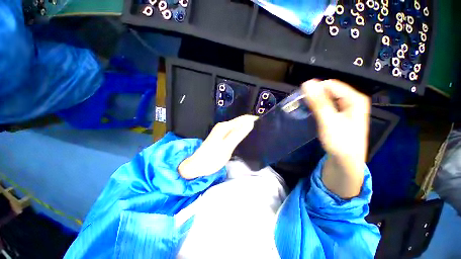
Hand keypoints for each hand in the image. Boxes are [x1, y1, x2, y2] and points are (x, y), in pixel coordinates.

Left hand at [178, 115, 257, 179]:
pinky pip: (235, 131)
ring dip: (247, 127)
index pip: (243, 119)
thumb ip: (238, 134)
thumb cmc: (212, 158)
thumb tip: (250, 122)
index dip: (254, 119)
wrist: (197, 165)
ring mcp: (222, 131)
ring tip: (257, 133)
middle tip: (263, 129)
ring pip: (238, 126)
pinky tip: (246, 137)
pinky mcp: (222, 137)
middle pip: (240, 121)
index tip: (265, 123)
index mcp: (225, 126)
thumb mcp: (227, 146)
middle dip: (251, 123)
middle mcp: (223, 126)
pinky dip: (242, 132)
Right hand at [302, 79, 370, 198]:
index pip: (330, 85)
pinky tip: (313, 113)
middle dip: (315, 96)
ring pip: (327, 97)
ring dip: (315, 102)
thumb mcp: (328, 121)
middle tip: (304, 106)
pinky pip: (327, 104)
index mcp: (355, 98)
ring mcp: (347, 107)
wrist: (346, 160)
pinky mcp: (340, 114)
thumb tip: (307, 83)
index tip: (302, 99)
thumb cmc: (340, 142)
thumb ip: (318, 102)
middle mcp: (352, 99)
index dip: (315, 90)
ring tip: (307, 110)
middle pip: (329, 90)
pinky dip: (318, 107)